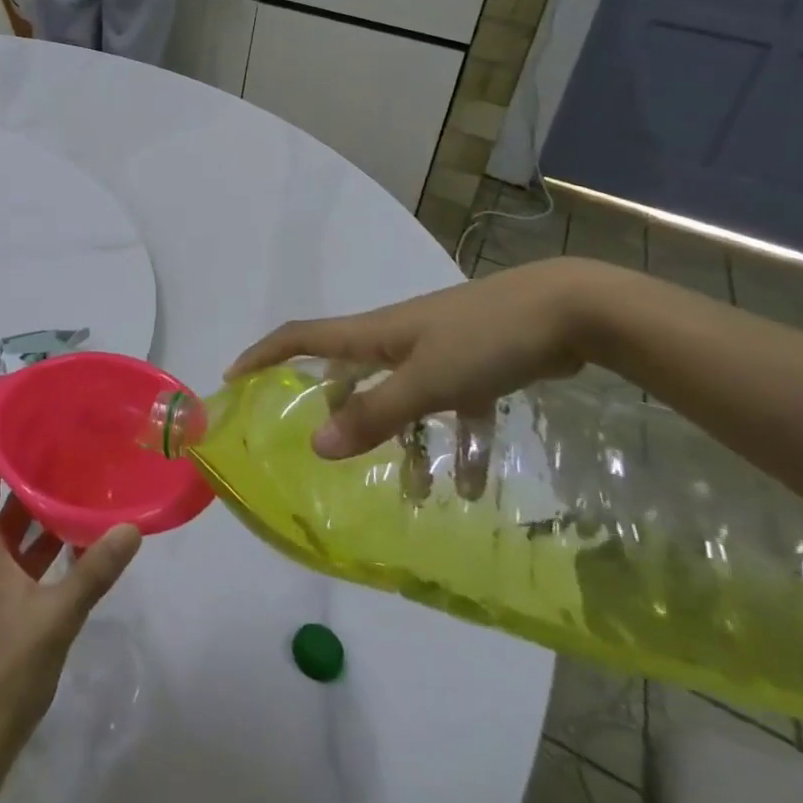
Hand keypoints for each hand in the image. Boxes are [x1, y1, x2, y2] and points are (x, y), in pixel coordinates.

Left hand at [0, 391, 138, 749]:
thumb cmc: (5, 668)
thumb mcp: (54, 617)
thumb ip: (92, 572)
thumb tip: (130, 528)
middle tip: (28, 418)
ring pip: (2, 516)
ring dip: (23, 489)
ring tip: (58, 456)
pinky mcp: (5, 593)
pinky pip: (21, 546)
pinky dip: (41, 529)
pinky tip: (73, 522)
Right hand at [226, 257, 599, 459]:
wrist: (568, 311)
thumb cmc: (485, 339)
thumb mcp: (425, 383)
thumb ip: (374, 414)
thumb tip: (316, 445)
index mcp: (374, 334)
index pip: (301, 338)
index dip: (264, 353)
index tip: (234, 377)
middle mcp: (396, 338)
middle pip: (349, 371)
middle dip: (336, 408)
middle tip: (328, 447)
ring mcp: (436, 348)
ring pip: (402, 396)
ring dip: (402, 440)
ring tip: (411, 491)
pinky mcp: (473, 362)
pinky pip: (448, 406)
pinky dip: (453, 442)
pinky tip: (471, 484)